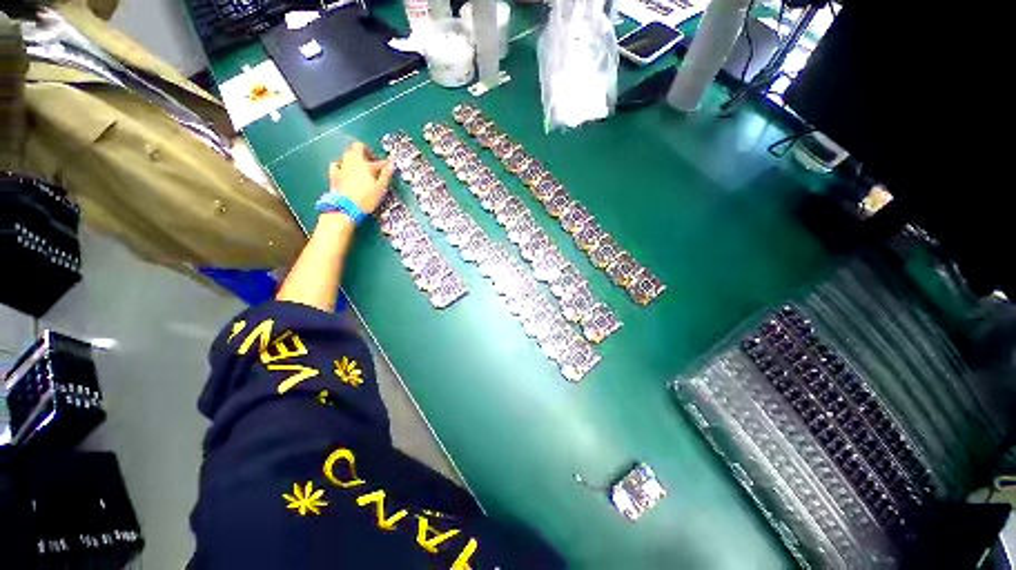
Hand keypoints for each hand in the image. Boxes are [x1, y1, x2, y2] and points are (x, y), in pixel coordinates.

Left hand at [328, 142, 394, 213]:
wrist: (345, 207)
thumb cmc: (366, 198)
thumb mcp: (380, 188)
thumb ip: (386, 175)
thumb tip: (391, 165)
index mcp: (363, 164)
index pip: (375, 157)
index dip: (383, 161)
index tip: (388, 166)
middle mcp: (351, 162)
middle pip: (356, 149)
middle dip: (365, 154)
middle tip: (373, 164)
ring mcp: (341, 167)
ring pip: (347, 156)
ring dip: (355, 159)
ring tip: (361, 168)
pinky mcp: (333, 175)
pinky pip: (336, 164)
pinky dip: (342, 165)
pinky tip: (344, 170)